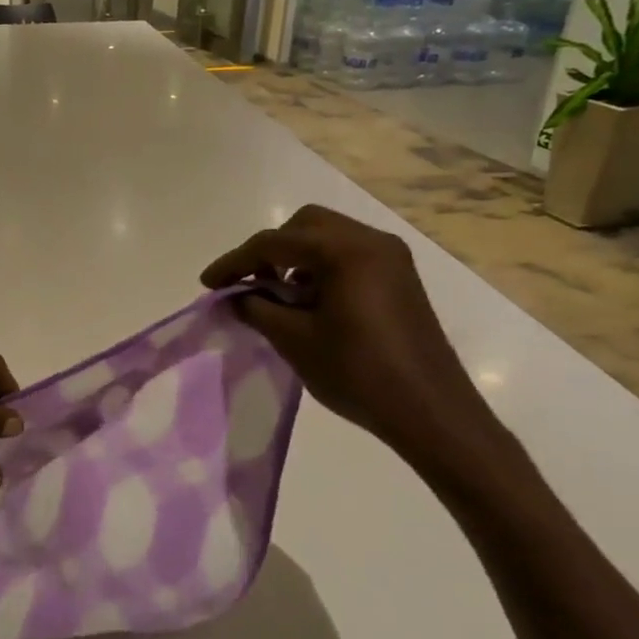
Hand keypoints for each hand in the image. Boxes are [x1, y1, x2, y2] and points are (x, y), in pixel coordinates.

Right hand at [201, 206, 500, 466]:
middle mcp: (371, 242)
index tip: (208, 284)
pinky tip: (309, 302)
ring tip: (276, 295)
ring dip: (295, 258)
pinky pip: (348, 255)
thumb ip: (257, 308)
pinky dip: (320, 268)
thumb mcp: (294, 340)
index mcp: (345, 251)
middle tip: (247, 283)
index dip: (235, 262)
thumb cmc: (357, 373)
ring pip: (327, 237)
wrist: (431, 412)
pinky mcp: (399, 278)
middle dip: (269, 250)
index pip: (274, 243)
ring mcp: (391, 258)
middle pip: (305, 226)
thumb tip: (235, 297)